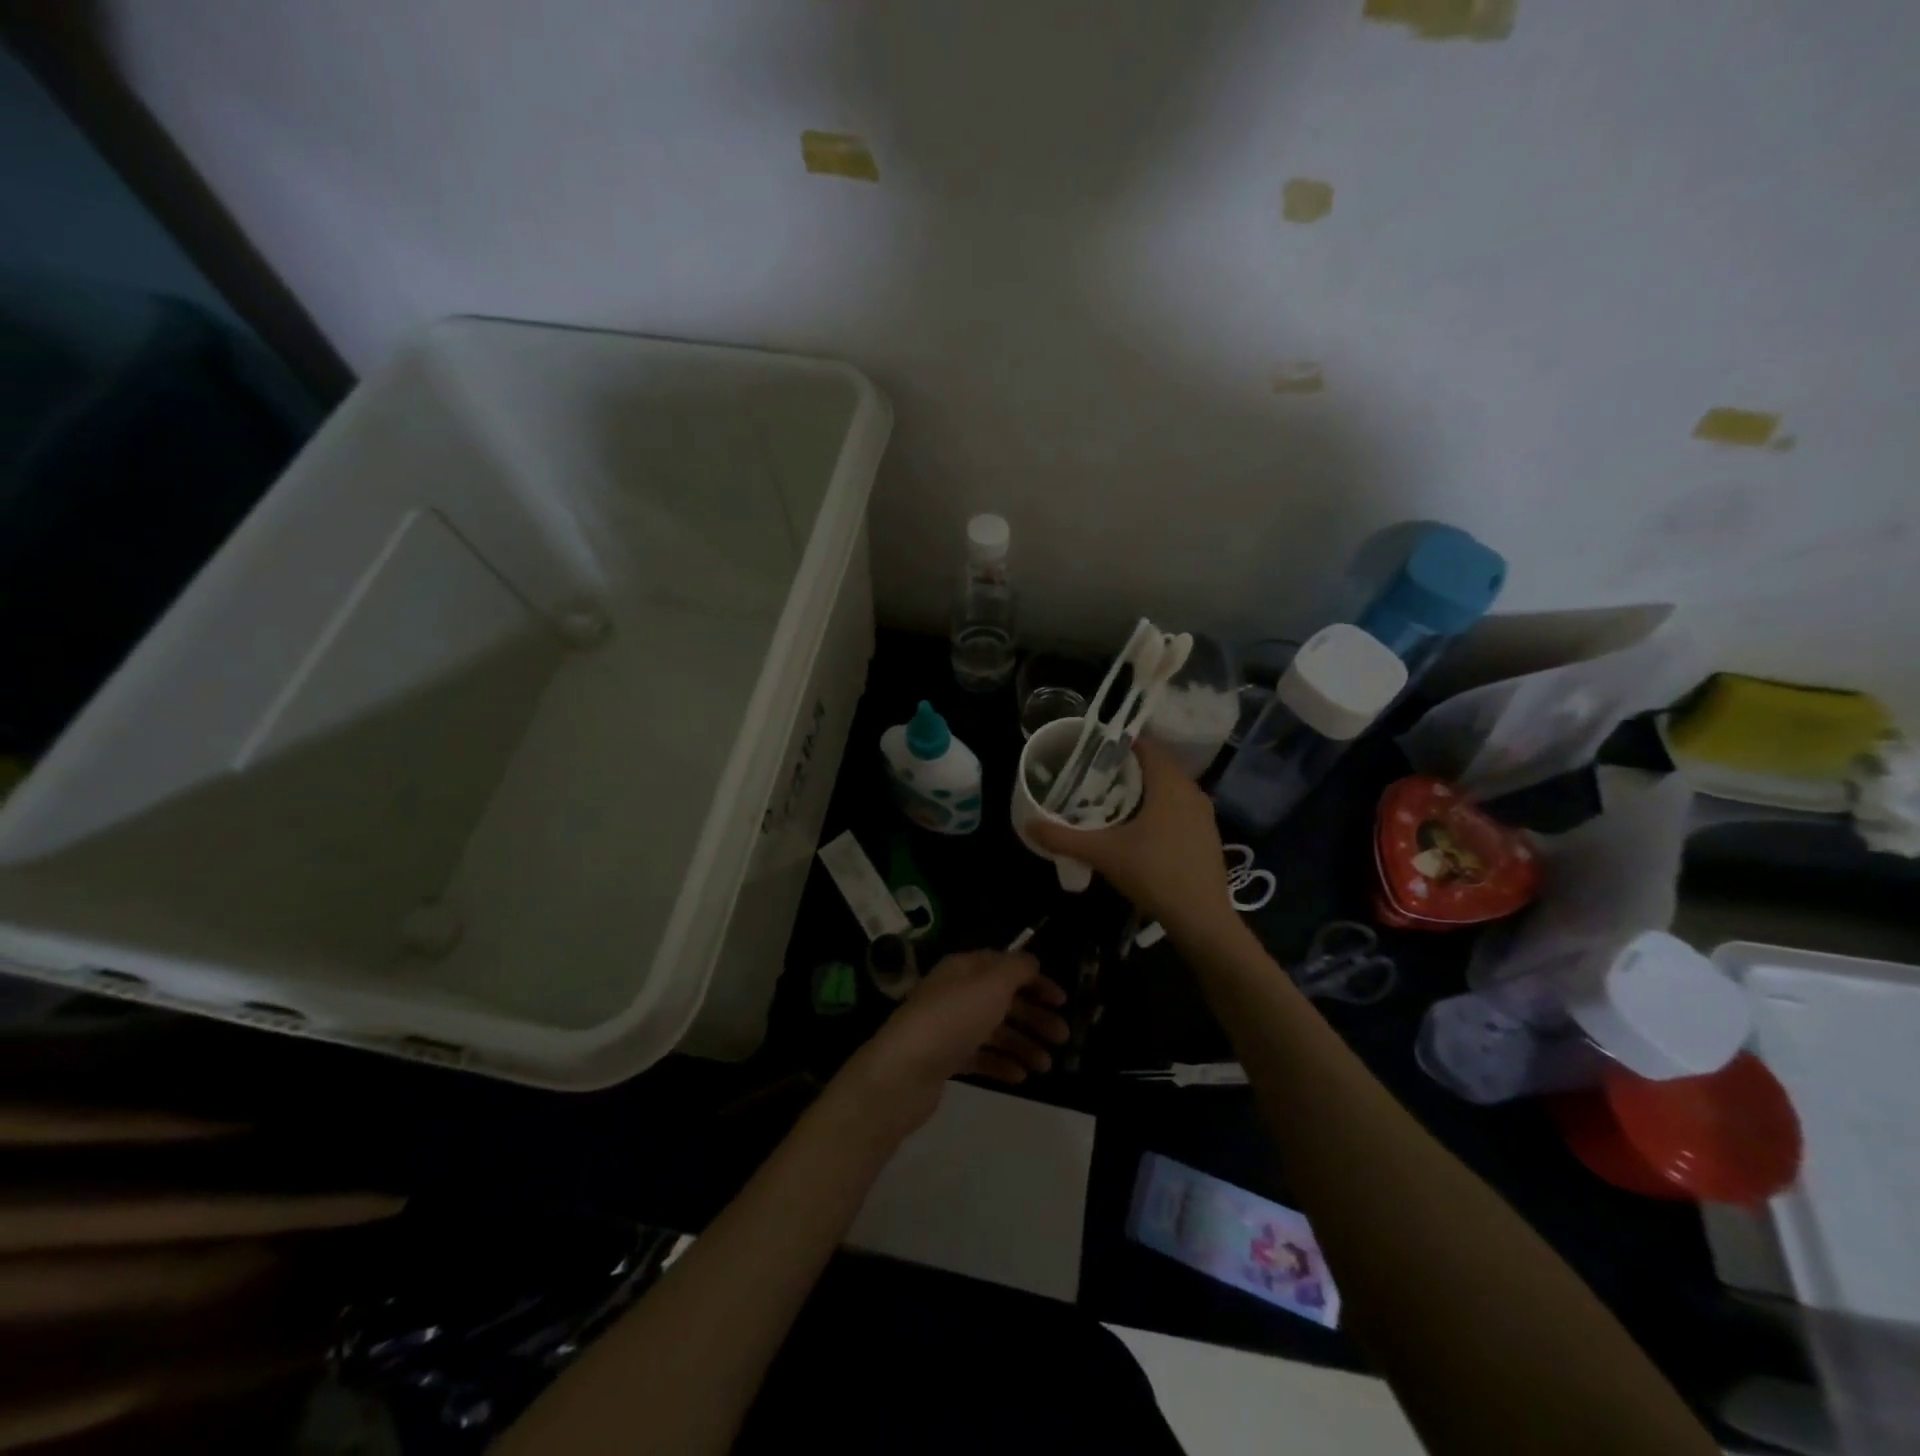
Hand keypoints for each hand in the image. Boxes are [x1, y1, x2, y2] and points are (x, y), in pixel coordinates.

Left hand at [836, 951, 1068, 1136]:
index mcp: (965, 969)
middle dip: (1035, 1017)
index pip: (1006, 966)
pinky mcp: (945, 1059)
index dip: (1036, 980)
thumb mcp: (991, 984)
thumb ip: (1016, 969)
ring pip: (994, 1030)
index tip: (1063, 1001)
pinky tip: (1021, 1077)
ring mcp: (949, 1027)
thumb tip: (1032, 961)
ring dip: (1023, 1044)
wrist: (904, 1071)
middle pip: (1003, 1000)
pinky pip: (980, 1057)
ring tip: (1046, 1066)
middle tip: (1063, 1038)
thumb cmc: (953, 1019)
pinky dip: (1002, 1063)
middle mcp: (956, 993)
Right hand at [1028, 737, 1236, 943]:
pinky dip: (1159, 806)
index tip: (1094, 748)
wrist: (1202, 918)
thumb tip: (1029, 825)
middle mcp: (1192, 792)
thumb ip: (1064, 838)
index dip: (1121, 742)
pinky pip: (1179, 807)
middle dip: (1128, 766)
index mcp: (1170, 785)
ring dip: (1144, 787)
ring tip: (1112, 796)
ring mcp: (1203, 814)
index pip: (1148, 747)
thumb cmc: (1154, 874)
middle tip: (1095, 773)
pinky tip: (1138, 826)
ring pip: (1170, 788)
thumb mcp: (1103, 854)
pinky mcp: (1207, 835)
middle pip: (1158, 766)